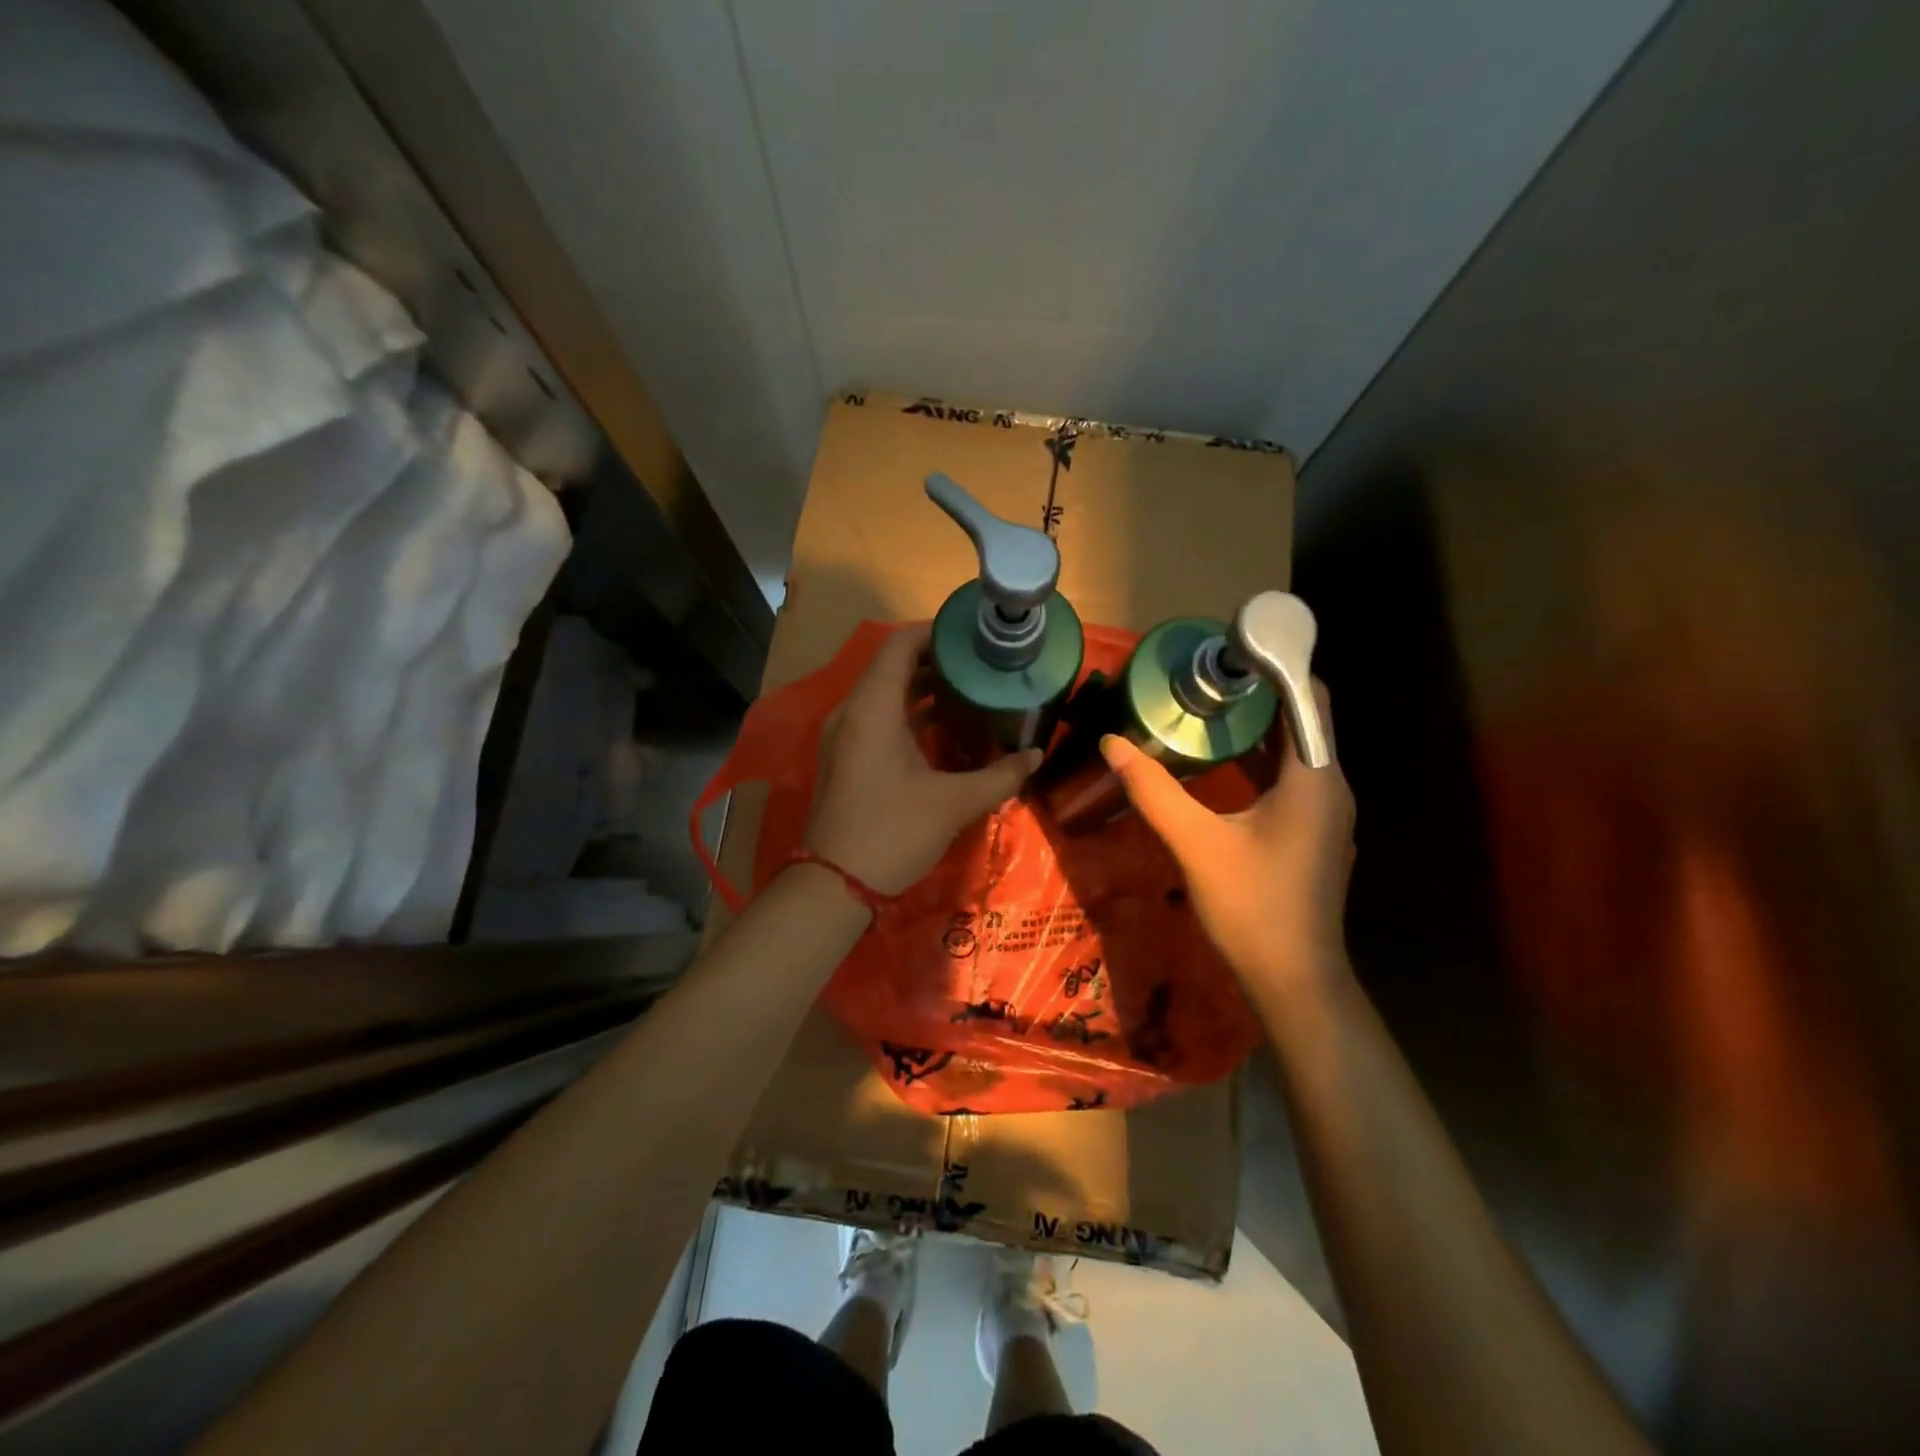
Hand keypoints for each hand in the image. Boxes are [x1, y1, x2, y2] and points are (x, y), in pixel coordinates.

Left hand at [804, 624, 1040, 895]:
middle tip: (980, 664)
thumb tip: (1036, 756)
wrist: (833, 884)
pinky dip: (906, 712)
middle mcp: (851, 711)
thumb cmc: (893, 832)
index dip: (936, 632)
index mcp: (873, 708)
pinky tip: (940, 727)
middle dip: (936, 660)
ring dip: (921, 688)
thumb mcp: (954, 803)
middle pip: (892, 665)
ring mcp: (842, 735)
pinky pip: (875, 716)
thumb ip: (1000, 776)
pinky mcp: (843, 757)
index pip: (900, 644)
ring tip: (967, 689)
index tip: (973, 636)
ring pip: (883, 693)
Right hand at [1100, 680, 1354, 989]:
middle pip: (1302, 719)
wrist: (1294, 980)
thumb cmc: (1251, 906)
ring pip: (1296, 750)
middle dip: (1258, 693)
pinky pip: (1290, 777)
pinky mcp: (1313, 832)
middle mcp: (1329, 787)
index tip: (1228, 652)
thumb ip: (1153, 790)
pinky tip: (1222, 759)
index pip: (1309, 698)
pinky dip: (1260, 757)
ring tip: (1207, 705)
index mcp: (1315, 779)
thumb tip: (1111, 744)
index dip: (1276, 666)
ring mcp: (1325, 812)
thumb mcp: (1195, 843)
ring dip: (1258, 725)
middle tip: (1204, 676)